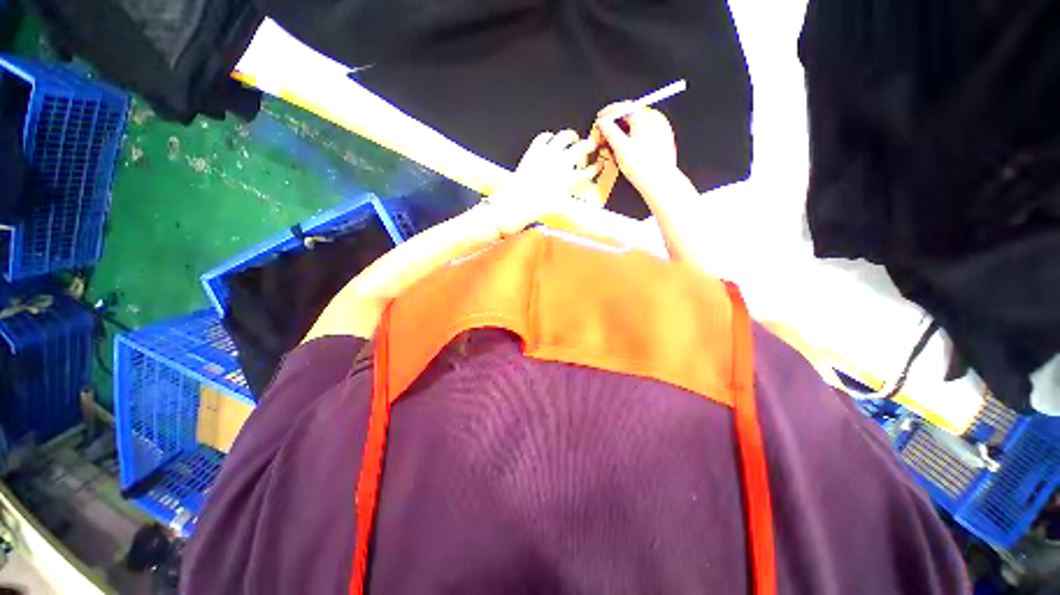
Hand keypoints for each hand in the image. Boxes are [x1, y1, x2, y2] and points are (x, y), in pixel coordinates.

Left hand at [485, 130, 601, 234]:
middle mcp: (561, 164)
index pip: (589, 171)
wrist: (517, 203)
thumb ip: (568, 194)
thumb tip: (573, 188)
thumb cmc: (537, 209)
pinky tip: (550, 141)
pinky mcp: (534, 151)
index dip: (596, 167)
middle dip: (589, 145)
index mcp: (569, 180)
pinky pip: (544, 137)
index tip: (599, 165)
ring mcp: (547, 155)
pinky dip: (549, 137)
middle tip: (591, 145)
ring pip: (565, 136)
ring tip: (572, 138)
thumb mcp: (558, 205)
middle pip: (582, 148)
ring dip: (571, 136)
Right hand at [594, 104, 679, 197]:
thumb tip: (603, 122)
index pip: (624, 106)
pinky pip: (644, 135)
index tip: (600, 119)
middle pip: (631, 116)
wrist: (660, 183)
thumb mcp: (620, 148)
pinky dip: (632, 139)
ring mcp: (661, 129)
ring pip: (637, 127)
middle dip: (615, 125)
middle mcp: (655, 119)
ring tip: (613, 146)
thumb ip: (610, 131)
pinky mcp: (662, 140)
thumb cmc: (643, 167)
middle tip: (604, 134)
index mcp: (646, 117)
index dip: (609, 113)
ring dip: (623, 133)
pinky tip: (626, 151)